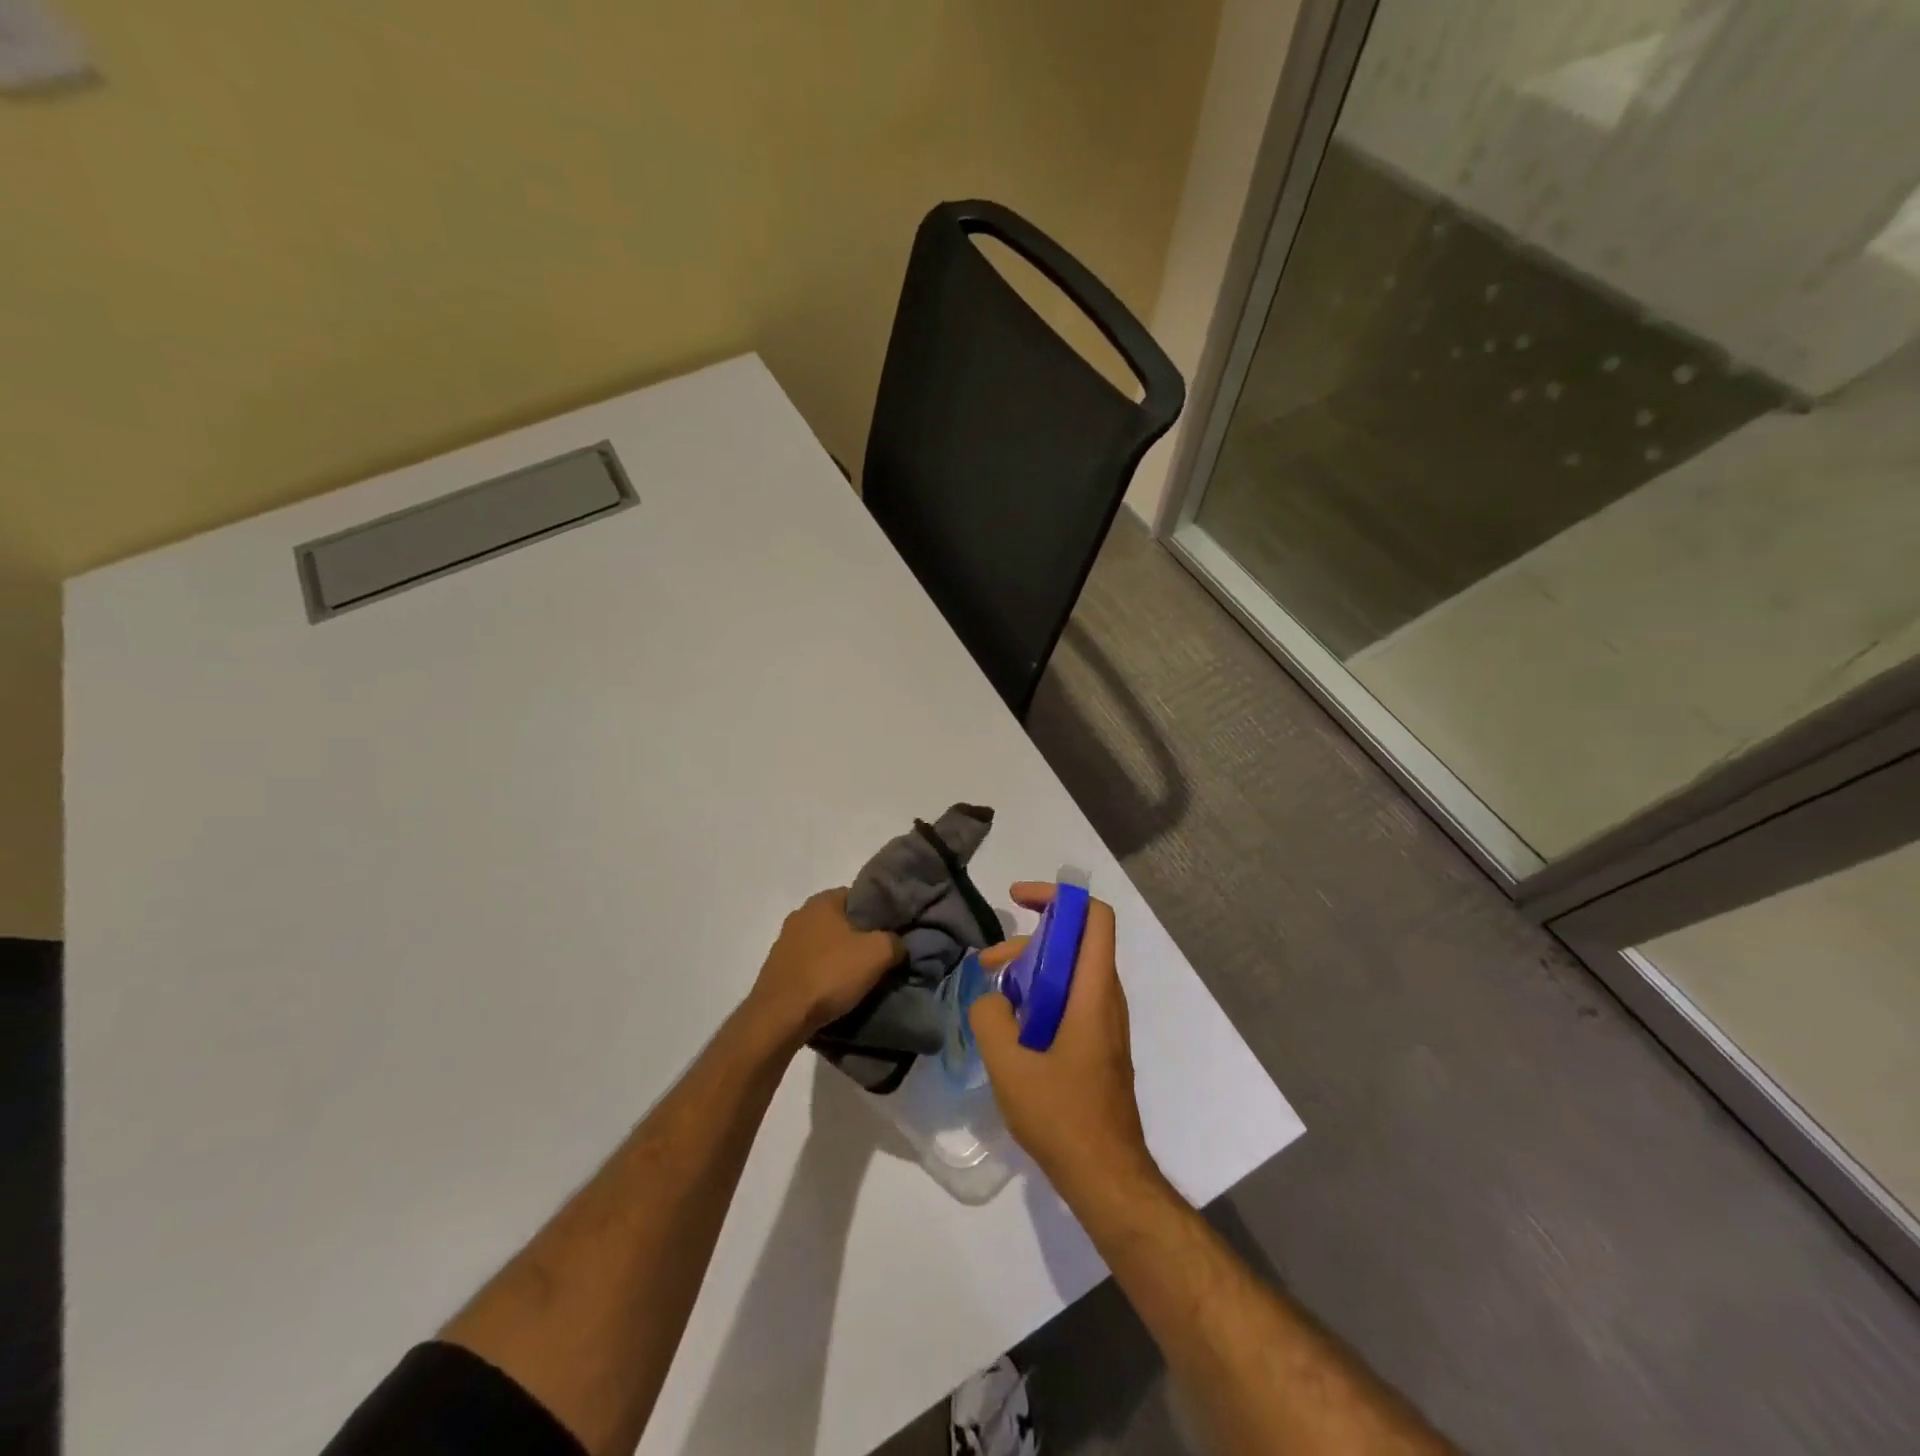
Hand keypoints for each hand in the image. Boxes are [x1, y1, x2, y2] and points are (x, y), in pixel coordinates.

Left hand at [747, 888, 904, 1043]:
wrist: (780, 1017)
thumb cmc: (829, 975)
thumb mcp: (877, 954)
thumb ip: (895, 941)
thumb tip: (898, 943)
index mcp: (822, 901)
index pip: (859, 896)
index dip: (878, 913)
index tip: (890, 932)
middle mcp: (800, 914)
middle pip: (840, 921)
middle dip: (859, 937)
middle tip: (878, 957)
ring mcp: (784, 942)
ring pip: (824, 944)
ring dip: (839, 957)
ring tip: (857, 978)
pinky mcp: (776, 968)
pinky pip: (809, 965)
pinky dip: (822, 974)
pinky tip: (832, 991)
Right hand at [970, 883, 1156, 1196]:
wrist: (1105, 1175)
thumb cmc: (1062, 1115)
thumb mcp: (1008, 1064)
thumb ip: (989, 1017)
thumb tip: (989, 997)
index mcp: (1093, 991)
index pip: (1093, 917)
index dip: (1058, 897)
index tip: (1019, 899)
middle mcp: (1106, 998)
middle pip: (1075, 941)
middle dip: (1029, 939)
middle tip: (988, 963)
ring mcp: (1106, 1022)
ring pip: (1070, 972)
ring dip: (1031, 971)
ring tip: (993, 996)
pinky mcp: (1099, 1044)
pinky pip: (1071, 999)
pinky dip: (1041, 996)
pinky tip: (1011, 1027)